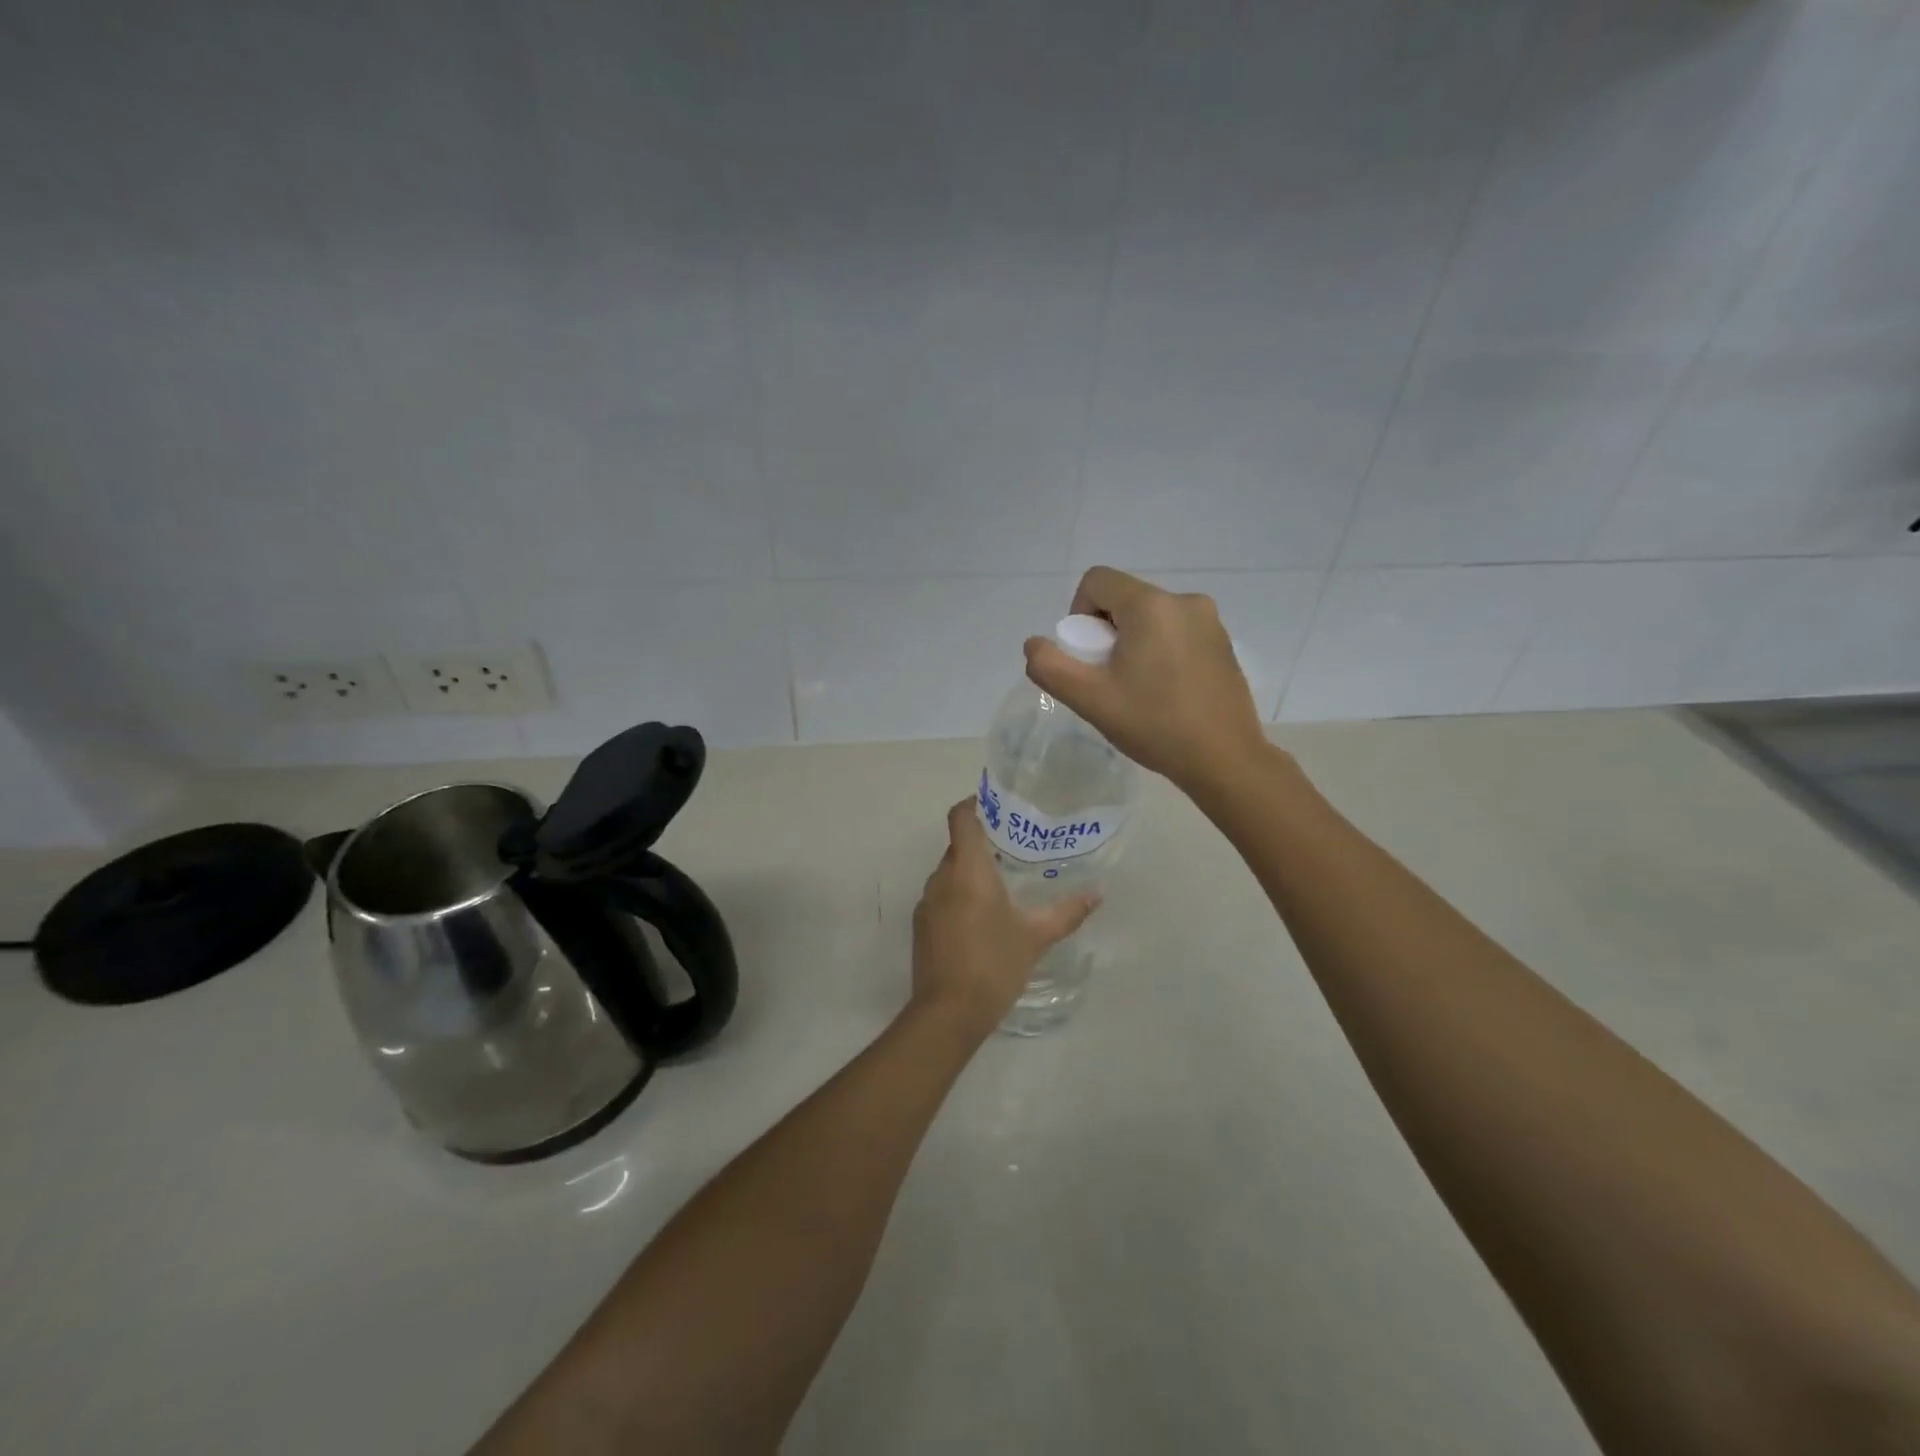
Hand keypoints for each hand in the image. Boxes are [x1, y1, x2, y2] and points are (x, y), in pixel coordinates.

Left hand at [911, 799, 1100, 1038]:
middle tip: (1015, 848)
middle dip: (983, 842)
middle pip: (958, 845)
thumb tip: (1097, 894)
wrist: (948, 1013)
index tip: (998, 806)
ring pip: (949, 872)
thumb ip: (1066, 912)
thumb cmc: (994, 964)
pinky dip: (960, 895)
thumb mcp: (1035, 937)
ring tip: (1003, 882)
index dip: (975, 804)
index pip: (961, 817)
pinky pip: (942, 896)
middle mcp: (941, 878)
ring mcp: (927, 903)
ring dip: (971, 872)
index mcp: (967, 869)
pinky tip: (983, 916)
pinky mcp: (921, 926)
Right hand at [1023, 566, 1271, 796]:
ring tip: (1138, 689)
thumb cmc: (1154, 724)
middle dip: (1107, 631)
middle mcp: (1185, 600)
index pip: (1097, 580)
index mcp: (1151, 605)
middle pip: (1125, 598)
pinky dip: (1161, 650)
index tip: (1088, 656)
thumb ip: (1050, 666)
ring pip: (1151, 616)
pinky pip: (1177, 631)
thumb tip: (1034, 645)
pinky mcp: (1224, 642)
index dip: (1079, 613)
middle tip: (1110, 678)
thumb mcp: (1090, 699)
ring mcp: (1210, 621)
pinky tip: (1166, 692)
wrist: (1224, 759)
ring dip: (1134, 642)